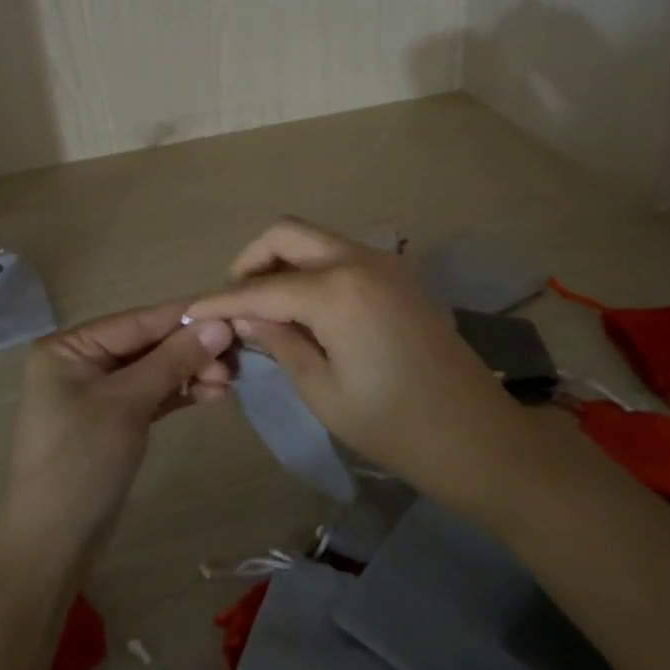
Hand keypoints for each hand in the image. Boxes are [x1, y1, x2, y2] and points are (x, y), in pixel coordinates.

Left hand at [0, 300, 234, 578]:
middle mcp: (82, 360)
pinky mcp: (115, 419)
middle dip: (192, 350)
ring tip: (231, 381)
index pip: (138, 320)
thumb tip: (219, 324)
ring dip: (192, 372)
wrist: (53, 545)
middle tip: (236, 360)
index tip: (233, 311)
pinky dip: (182, 393)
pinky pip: (154, 394)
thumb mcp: (127, 404)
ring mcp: (99, 391)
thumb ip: (173, 360)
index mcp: (70, 346)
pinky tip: (216, 394)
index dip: (186, 316)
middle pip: (149, 343)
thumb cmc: (82, 462)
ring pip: (156, 369)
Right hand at [184, 218, 521, 510]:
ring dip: (282, 261)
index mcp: (337, 291)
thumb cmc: (395, 426)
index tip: (190, 311)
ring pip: (315, 238)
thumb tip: (244, 314)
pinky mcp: (399, 275)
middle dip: (250, 260)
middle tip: (234, 302)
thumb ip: (279, 341)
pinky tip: (303, 307)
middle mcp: (359, 260)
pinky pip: (341, 254)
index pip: (260, 287)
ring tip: (263, 307)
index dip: (220, 300)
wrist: (478, 437)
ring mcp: (384, 262)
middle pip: (287, 233)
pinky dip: (311, 268)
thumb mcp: (323, 391)